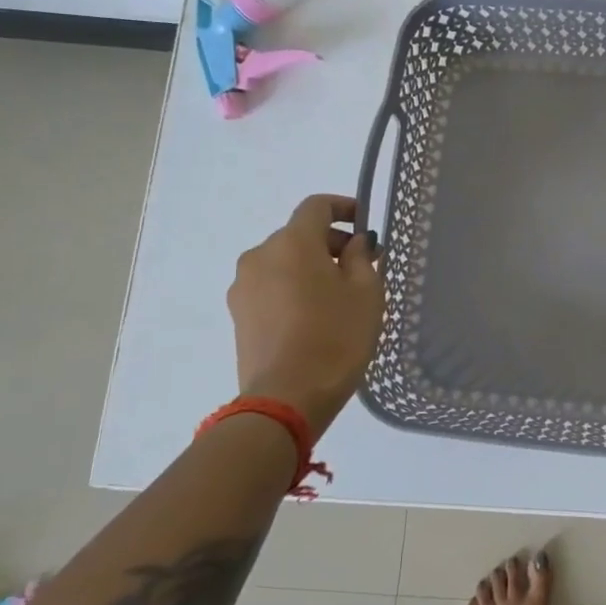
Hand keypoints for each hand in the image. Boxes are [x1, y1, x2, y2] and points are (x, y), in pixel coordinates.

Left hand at [227, 195, 385, 431]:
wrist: (287, 398)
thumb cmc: (336, 337)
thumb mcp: (366, 293)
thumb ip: (361, 259)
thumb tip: (354, 244)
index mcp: (293, 243)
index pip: (316, 206)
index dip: (343, 207)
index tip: (365, 223)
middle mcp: (261, 255)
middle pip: (299, 235)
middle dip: (331, 243)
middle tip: (362, 267)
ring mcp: (243, 286)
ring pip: (284, 262)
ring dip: (311, 267)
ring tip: (338, 297)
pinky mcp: (238, 314)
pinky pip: (271, 286)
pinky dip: (293, 288)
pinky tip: (315, 316)